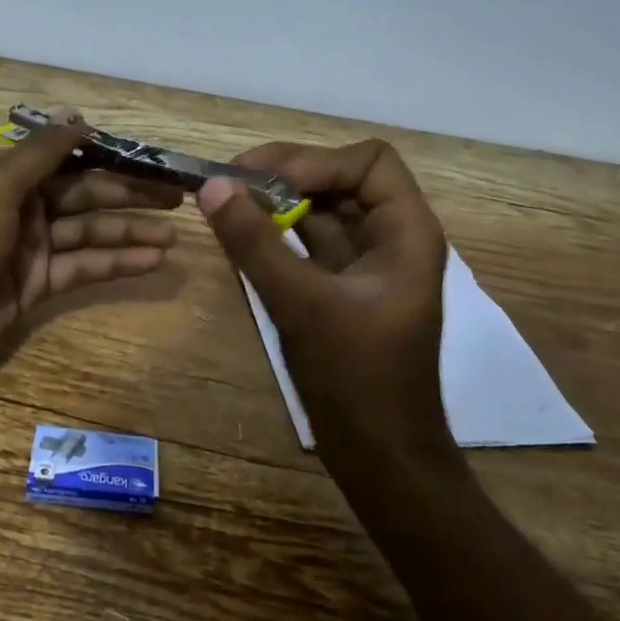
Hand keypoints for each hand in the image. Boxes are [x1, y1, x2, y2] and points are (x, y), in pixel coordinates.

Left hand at [0, 114, 181, 436]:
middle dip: (130, 193)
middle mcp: (19, 206)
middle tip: (179, 196)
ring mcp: (29, 248)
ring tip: (176, 234)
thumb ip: (39, 153)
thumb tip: (79, 116)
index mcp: (2, 174)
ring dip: (130, 232)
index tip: (151, 157)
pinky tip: (153, 261)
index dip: (109, 155)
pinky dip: (117, 264)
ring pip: (89, 232)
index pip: (66, 156)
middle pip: (84, 193)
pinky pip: (84, 267)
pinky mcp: (36, 286)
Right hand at [196, 138, 457, 468]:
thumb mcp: (302, 305)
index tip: (262, 180)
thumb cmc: (357, 380)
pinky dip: (275, 232)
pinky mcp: (341, 287)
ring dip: (276, 200)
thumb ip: (256, 243)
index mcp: (407, 232)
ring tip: (226, 203)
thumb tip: (212, 185)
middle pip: (341, 177)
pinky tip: (240, 236)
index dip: (316, 161)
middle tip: (229, 182)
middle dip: (286, 173)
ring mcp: (365, 263)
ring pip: (321, 208)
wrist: (381, 459)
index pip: (368, 161)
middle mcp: (391, 238)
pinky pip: (307, 240)